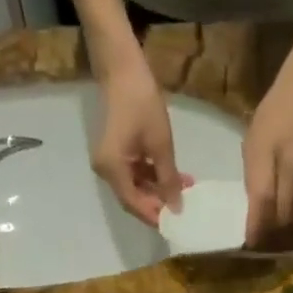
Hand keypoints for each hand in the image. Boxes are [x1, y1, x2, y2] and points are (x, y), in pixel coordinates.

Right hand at [93, 56, 186, 226]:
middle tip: (185, 206)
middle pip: (133, 198)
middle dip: (159, 204)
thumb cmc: (142, 103)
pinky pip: (134, 174)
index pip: (134, 203)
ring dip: (159, 190)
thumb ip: (168, 179)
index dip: (155, 215)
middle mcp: (106, 171)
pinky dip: (153, 178)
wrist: (123, 70)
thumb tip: (177, 207)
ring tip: (186, 190)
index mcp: (112, 169)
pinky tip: (175, 177)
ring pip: (136, 187)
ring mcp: (109, 163)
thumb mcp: (161, 144)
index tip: (177, 222)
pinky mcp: (116, 154)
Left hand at [243, 56, 292, 243]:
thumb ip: (253, 173)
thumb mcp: (253, 138)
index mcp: (269, 153)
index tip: (250, 241)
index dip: (256, 226)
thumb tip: (256, 205)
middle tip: (264, 235)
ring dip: (288, 225)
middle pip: (283, 213)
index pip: (262, 200)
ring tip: (279, 228)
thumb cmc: (276, 110)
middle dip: (272, 229)